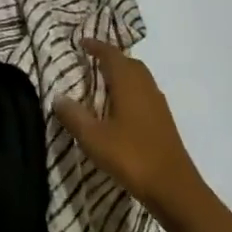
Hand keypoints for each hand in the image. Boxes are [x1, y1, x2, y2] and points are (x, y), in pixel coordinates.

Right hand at [53, 39, 203, 222]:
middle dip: (111, 58)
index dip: (96, 46)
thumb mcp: (93, 138)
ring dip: (122, 74)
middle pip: (129, 63)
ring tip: (103, 83)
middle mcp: (145, 87)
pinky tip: (120, 108)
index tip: (81, 42)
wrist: (174, 189)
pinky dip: (130, 90)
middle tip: (91, 61)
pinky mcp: (164, 121)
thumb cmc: (132, 157)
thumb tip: (57, 97)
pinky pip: (144, 93)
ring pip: (139, 78)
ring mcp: (158, 104)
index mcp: (128, 83)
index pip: (111, 55)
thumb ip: (74, 116)